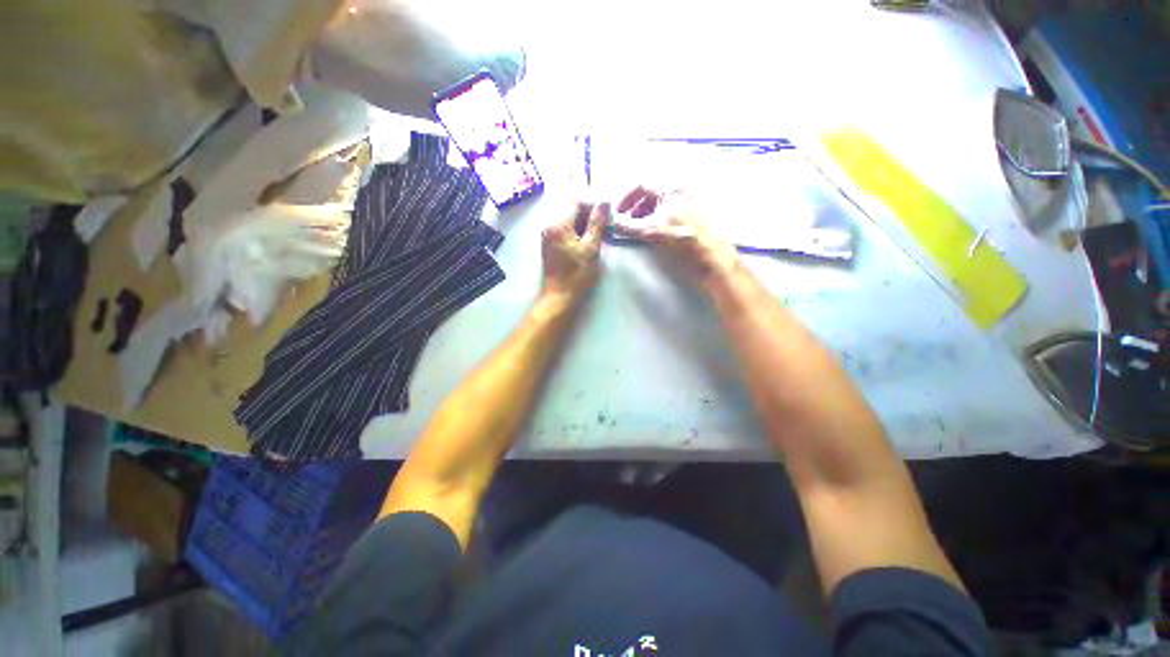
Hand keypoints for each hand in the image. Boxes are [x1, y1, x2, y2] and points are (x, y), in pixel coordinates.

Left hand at [541, 201, 609, 302]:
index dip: (593, 206)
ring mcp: (548, 235)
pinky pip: (564, 230)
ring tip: (596, 237)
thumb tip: (604, 202)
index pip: (577, 202)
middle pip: (571, 210)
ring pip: (569, 220)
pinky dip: (576, 232)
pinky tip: (586, 243)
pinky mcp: (550, 244)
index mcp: (558, 224)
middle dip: (588, 216)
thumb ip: (597, 223)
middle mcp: (549, 225)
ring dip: (583, 225)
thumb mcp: (591, 248)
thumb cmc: (577, 274)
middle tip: (603, 229)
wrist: (560, 296)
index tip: (606, 217)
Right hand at [615, 186, 738, 282]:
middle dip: (636, 205)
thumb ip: (628, 226)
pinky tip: (655, 229)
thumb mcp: (649, 232)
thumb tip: (612, 222)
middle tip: (628, 220)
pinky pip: (669, 207)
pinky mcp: (692, 211)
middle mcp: (679, 189)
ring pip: (660, 200)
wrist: (709, 253)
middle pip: (651, 191)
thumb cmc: (679, 239)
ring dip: (646, 211)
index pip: (641, 183)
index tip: (619, 212)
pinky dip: (657, 215)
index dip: (626, 197)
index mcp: (669, 189)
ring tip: (639, 226)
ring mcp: (687, 200)